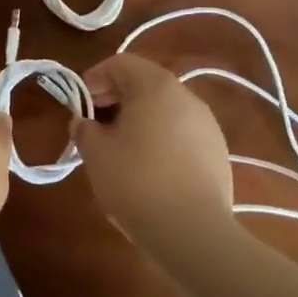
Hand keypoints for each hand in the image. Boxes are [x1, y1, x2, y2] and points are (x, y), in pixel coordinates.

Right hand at [72, 54, 233, 259]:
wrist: (193, 233)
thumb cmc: (136, 182)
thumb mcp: (96, 153)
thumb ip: (84, 129)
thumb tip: (83, 122)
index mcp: (155, 86)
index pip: (120, 63)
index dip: (94, 78)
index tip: (79, 105)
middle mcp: (186, 96)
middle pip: (144, 84)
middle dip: (115, 100)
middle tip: (94, 128)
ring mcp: (207, 124)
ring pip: (164, 110)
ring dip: (139, 121)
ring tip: (120, 151)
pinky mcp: (218, 152)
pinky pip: (181, 134)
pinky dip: (161, 140)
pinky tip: (149, 171)